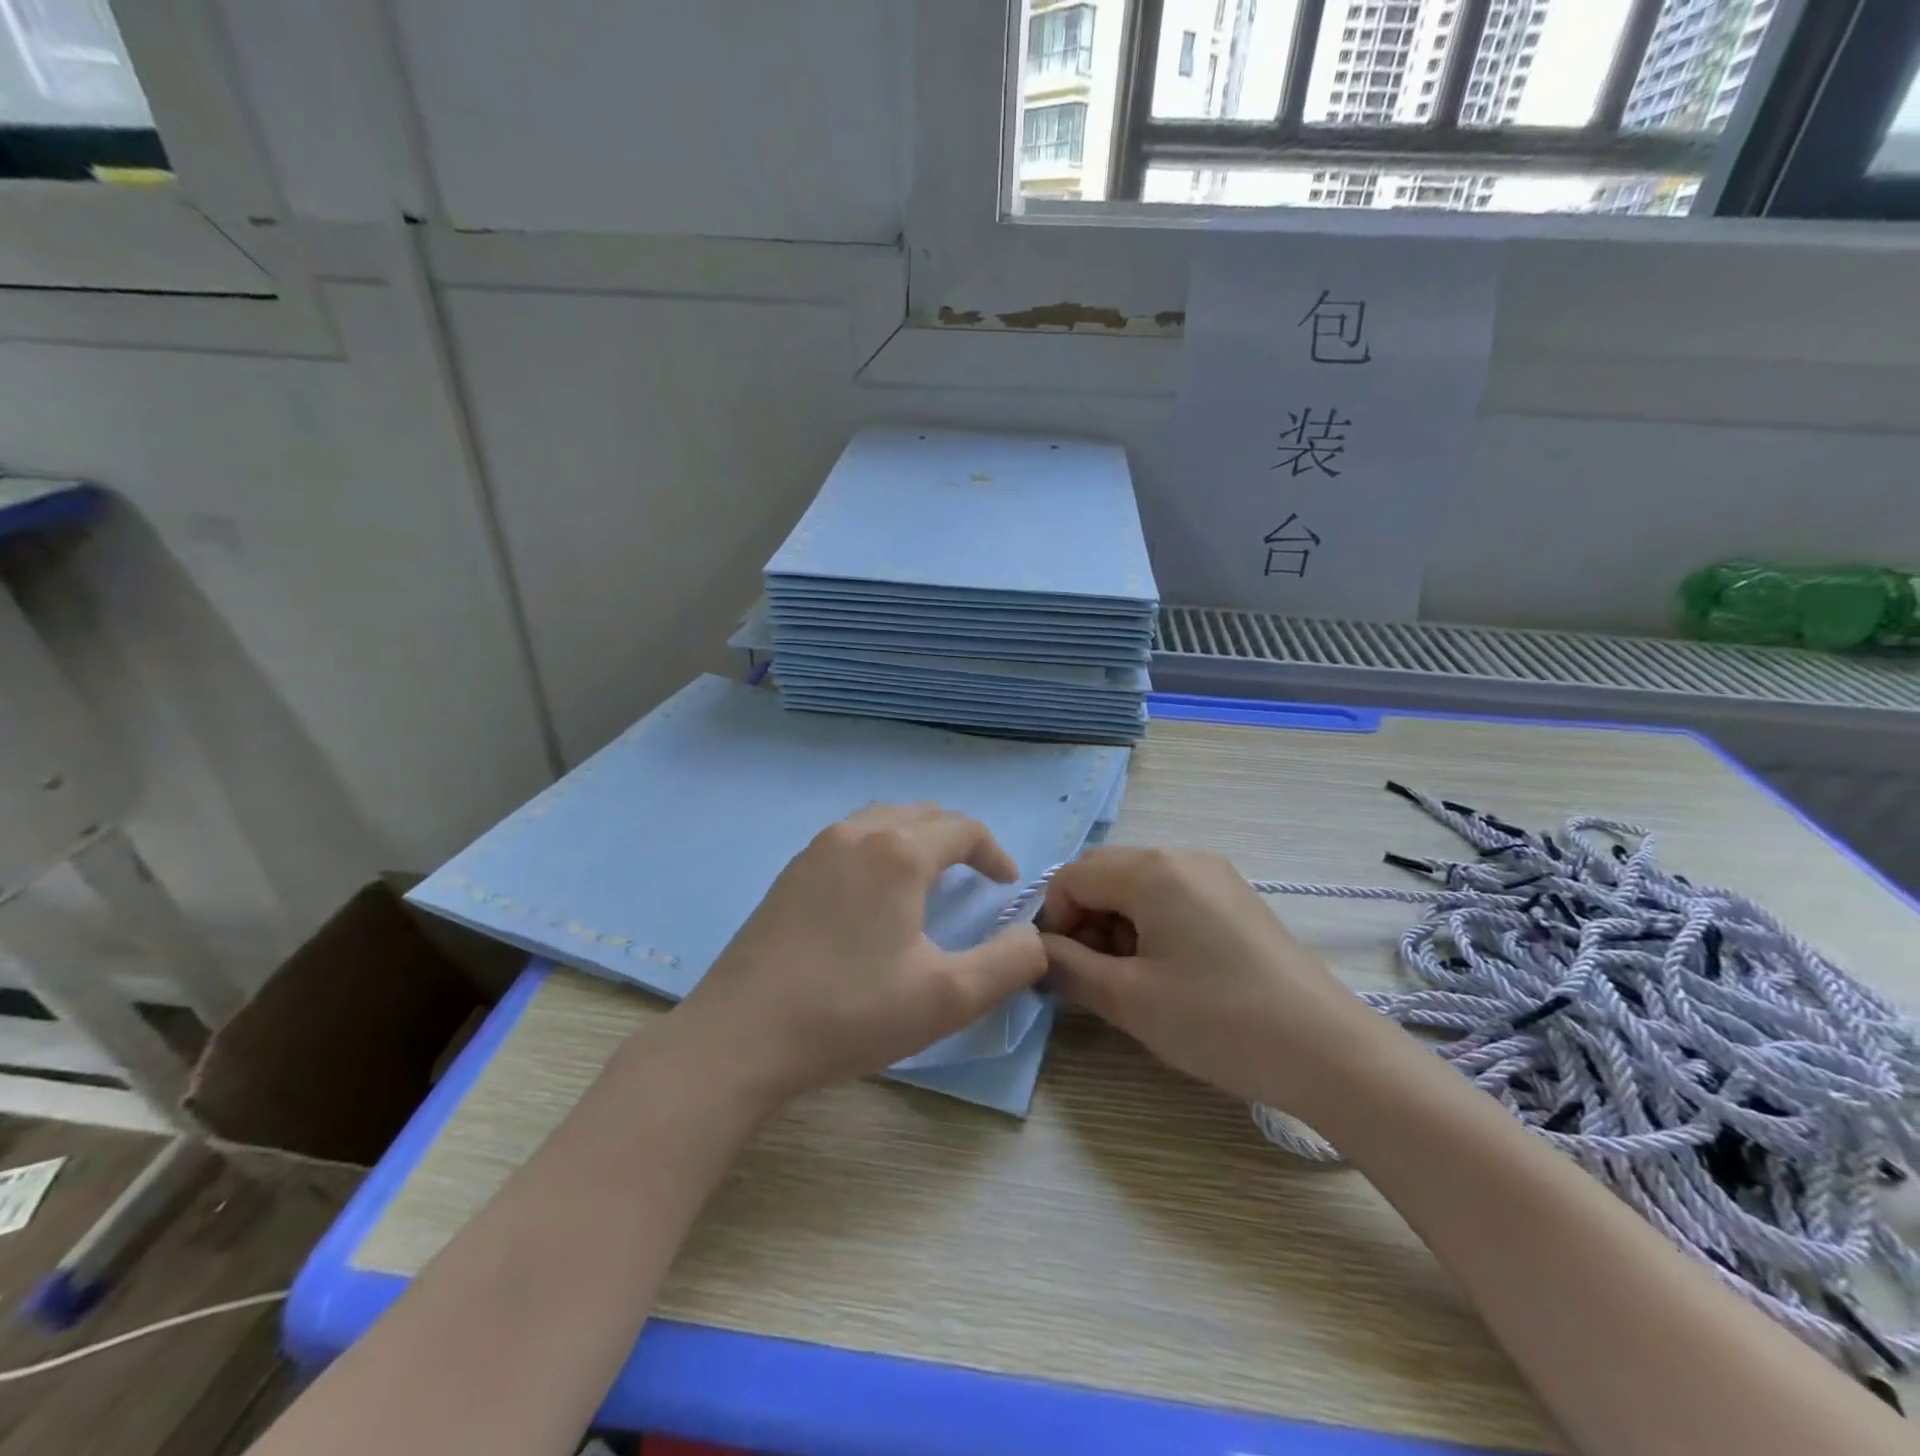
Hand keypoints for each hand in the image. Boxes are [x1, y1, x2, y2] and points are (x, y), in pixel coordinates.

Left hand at [669, 804, 1047, 1105]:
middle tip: (976, 876)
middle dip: (957, 839)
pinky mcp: (790, 873)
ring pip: (882, 821)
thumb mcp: (948, 998)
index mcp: (899, 853)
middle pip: (922, 815)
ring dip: (916, 838)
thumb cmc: (850, 1012)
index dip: (994, 852)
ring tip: (929, 875)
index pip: (962, 829)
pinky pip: (850, 838)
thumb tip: (1038, 939)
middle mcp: (857, 834)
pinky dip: (879, 847)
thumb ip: (1009, 964)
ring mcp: (816, 850)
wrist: (740, 1035)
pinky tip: (874, 892)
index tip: (1007, 886)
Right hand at [1038, 847, 1391, 1114]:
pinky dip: (1151, 927)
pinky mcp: (1236, 899)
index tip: (1063, 971)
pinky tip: (1169, 973)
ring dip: (1117, 926)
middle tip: (1095, 978)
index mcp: (1152, 870)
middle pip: (1105, 875)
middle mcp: (1182, 857)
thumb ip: (1068, 967)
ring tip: (1134, 982)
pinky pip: (1172, 898)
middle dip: (1085, 922)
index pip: (1072, 877)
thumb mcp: (1128, 999)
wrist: (1328, 1052)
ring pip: (1138, 887)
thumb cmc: (1218, 1020)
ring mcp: (1215, 875)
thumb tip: (1038, 950)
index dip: (1055, 921)